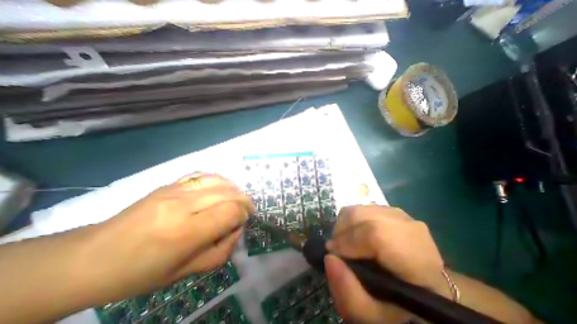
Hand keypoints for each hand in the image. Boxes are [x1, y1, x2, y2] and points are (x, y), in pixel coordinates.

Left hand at [79, 173, 253, 302]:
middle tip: (246, 210)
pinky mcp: (170, 183)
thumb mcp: (186, 272)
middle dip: (244, 200)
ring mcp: (175, 190)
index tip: (244, 220)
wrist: (91, 257)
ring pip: (219, 180)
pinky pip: (204, 174)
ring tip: (236, 198)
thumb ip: (221, 250)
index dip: (243, 214)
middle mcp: (182, 205)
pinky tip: (221, 188)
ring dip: (234, 189)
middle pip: (228, 193)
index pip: (230, 212)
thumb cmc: (140, 273)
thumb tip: (237, 228)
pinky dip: (219, 180)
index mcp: (184, 233)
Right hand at [324, 206, 444, 322]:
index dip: (348, 241)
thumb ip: (350, 294)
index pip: (375, 235)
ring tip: (344, 243)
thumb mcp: (375, 317)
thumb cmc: (402, 306)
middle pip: (361, 215)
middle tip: (337, 249)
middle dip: (341, 231)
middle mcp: (410, 228)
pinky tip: (355, 235)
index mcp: (417, 258)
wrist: (425, 287)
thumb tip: (329, 258)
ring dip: (344, 225)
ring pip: (359, 209)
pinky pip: (362, 208)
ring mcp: (400, 215)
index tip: (332, 254)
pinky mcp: (391, 210)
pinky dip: (351, 221)